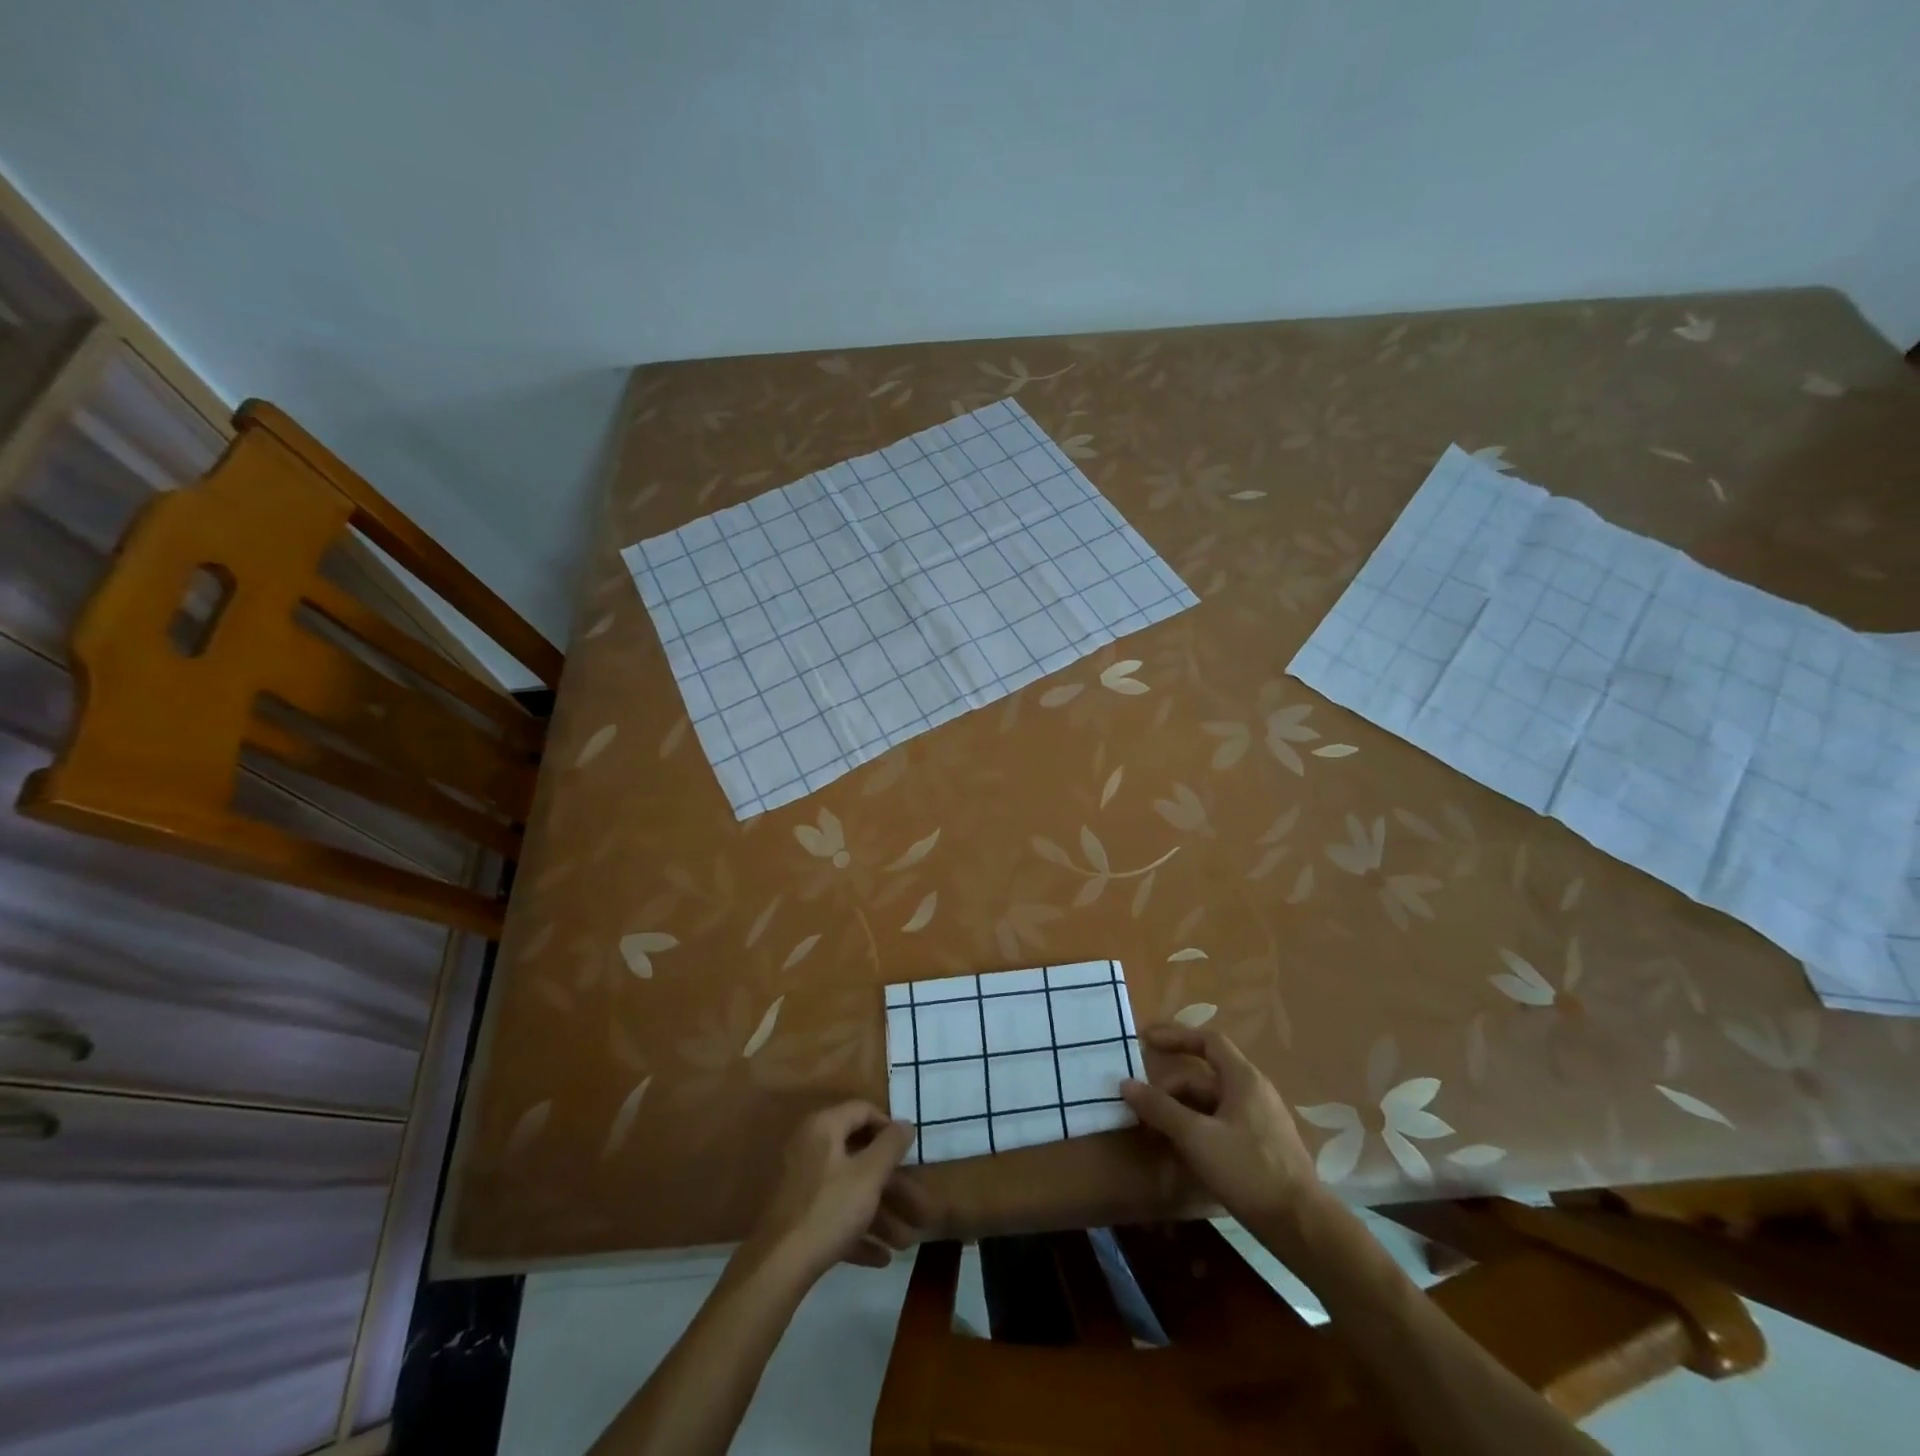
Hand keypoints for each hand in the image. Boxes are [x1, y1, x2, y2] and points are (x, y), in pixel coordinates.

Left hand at [751, 1101, 928, 1280]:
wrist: (777, 1269)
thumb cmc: (829, 1210)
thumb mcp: (868, 1175)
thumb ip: (890, 1146)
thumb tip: (906, 1124)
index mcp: (824, 1127)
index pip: (863, 1110)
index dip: (889, 1127)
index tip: (910, 1151)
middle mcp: (811, 1147)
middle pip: (860, 1156)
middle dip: (892, 1185)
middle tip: (917, 1206)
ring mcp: (803, 1183)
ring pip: (850, 1189)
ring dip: (880, 1214)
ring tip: (905, 1242)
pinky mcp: (799, 1216)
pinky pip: (835, 1214)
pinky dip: (858, 1230)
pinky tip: (881, 1258)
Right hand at [1122, 1025, 1324, 1239]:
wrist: (1302, 1227)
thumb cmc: (1248, 1170)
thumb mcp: (1196, 1137)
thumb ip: (1160, 1108)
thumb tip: (1126, 1084)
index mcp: (1243, 1079)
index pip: (1207, 1041)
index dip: (1175, 1036)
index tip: (1146, 1041)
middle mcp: (1253, 1093)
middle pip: (1204, 1077)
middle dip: (1169, 1088)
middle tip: (1140, 1105)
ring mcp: (1260, 1122)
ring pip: (1211, 1105)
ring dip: (1180, 1113)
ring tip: (1152, 1131)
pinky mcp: (1261, 1149)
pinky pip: (1221, 1126)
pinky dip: (1196, 1131)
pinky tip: (1179, 1153)